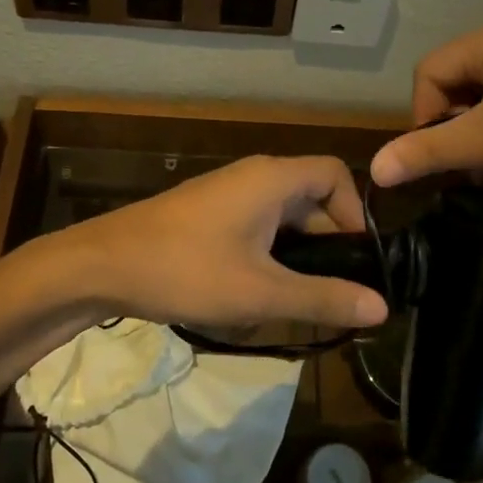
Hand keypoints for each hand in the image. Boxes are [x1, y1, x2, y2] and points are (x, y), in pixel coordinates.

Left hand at [65, 155, 388, 330]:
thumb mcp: (260, 292)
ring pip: (282, 216)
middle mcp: (253, 176)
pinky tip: (259, 292)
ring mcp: (226, 194)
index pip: (336, 174)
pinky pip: (256, 225)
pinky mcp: (207, 213)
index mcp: (272, 178)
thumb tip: (382, 308)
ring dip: (298, 253)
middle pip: (311, 197)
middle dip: (328, 243)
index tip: (356, 260)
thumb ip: (322, 298)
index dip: (354, 213)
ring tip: (299, 299)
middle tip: (332, 292)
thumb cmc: (186, 271)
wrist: (101, 266)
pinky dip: (270, 253)